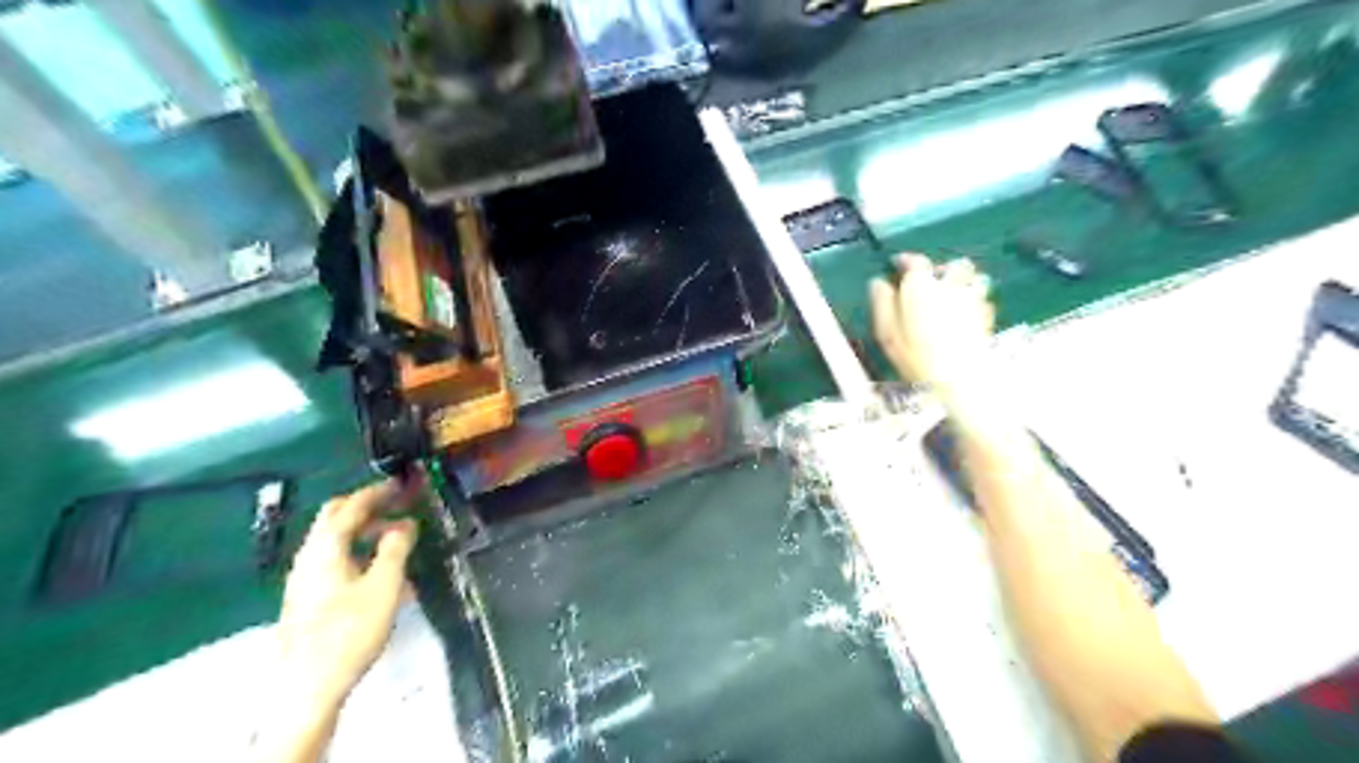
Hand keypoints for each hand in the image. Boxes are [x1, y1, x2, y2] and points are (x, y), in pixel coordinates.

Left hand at [274, 478, 419, 711]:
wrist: (308, 686)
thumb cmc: (350, 630)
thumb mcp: (384, 585)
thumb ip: (395, 548)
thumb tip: (405, 524)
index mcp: (325, 548)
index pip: (351, 507)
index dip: (378, 492)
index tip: (403, 484)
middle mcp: (309, 557)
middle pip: (335, 519)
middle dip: (367, 507)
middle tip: (398, 505)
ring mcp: (304, 579)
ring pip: (335, 542)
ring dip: (365, 532)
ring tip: (398, 539)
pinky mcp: (307, 599)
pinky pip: (335, 561)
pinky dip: (358, 553)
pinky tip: (381, 573)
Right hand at [871, 258, 994, 400]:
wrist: (960, 376)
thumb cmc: (915, 355)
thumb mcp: (886, 331)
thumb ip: (882, 302)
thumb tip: (878, 283)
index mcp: (922, 285)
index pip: (915, 261)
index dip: (905, 260)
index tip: (897, 263)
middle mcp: (950, 285)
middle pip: (952, 265)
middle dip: (942, 269)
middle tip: (932, 280)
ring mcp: (973, 298)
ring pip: (974, 278)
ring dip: (965, 281)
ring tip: (954, 294)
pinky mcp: (987, 316)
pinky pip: (983, 299)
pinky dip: (975, 301)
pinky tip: (967, 315)